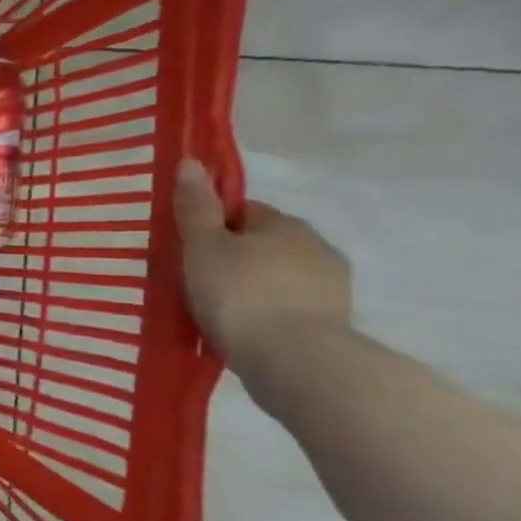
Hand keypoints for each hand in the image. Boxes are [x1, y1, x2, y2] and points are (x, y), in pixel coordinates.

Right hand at [174, 158, 351, 375]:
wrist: (293, 359)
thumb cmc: (239, 292)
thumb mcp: (203, 247)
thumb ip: (196, 208)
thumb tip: (190, 161)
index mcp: (286, 224)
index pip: (245, 212)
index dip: (213, 226)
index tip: (189, 248)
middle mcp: (317, 247)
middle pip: (263, 243)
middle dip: (235, 257)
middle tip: (197, 280)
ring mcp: (330, 287)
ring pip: (278, 276)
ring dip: (253, 286)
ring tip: (217, 310)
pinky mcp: (332, 322)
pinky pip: (289, 306)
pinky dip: (267, 312)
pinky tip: (243, 329)